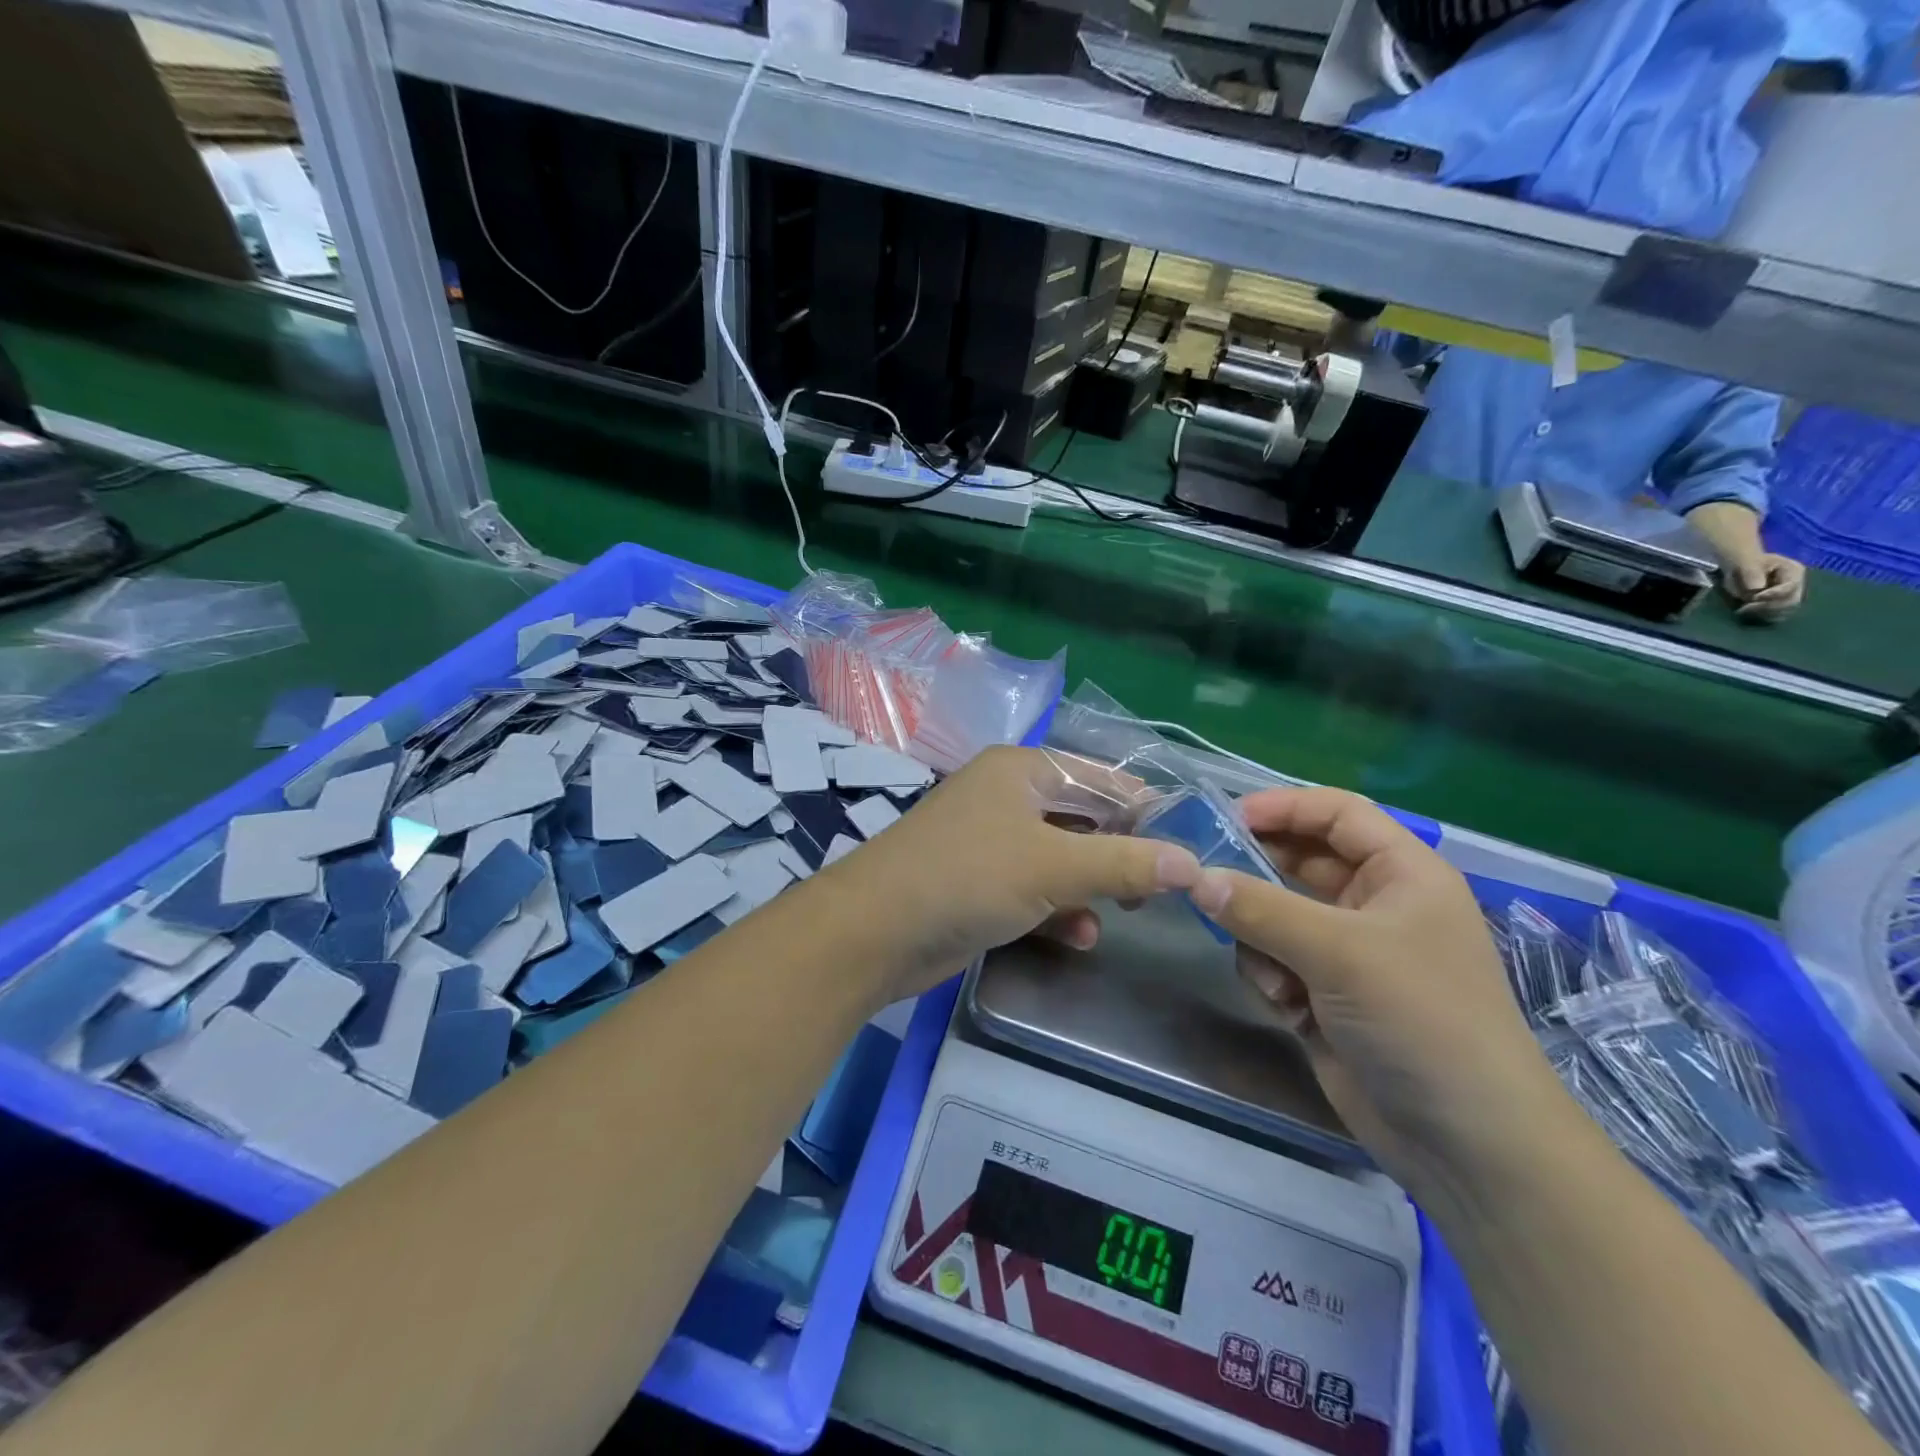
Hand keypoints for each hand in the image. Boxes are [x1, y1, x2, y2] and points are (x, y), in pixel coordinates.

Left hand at [831, 746, 1200, 993]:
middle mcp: (1006, 797)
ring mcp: (990, 841)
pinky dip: (1060, 908)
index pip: (1099, 777)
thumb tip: (1193, 864)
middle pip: (1082, 818)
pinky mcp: (980, 883)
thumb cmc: (968, 877)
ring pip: (1061, 857)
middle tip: (1160, 888)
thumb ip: (1124, 864)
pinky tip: (1081, 936)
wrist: (875, 931)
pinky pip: (1035, 888)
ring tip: (1126, 913)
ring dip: (1092, 886)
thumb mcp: (1054, 867)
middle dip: (1120, 853)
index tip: (1187, 843)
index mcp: (1021, 770)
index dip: (1144, 807)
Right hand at [1188, 787, 1574, 1200]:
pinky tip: (1286, 1008)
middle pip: (1301, 863)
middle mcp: (1375, 905)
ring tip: (1273, 976)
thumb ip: (1260, 907)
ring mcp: (1350, 953)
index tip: (1223, 817)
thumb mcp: (1339, 951)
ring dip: (1261, 938)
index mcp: (1402, 874)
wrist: (1466, 1144)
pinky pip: (1275, 960)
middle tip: (1205, 878)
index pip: (1337, 813)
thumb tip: (1195, 877)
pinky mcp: (1327, 996)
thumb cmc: (1421, 1020)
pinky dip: (1270, 977)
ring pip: (1277, 915)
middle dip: (1256, 874)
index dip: (1283, 806)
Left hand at [1721, 551, 1805, 621]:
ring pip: (1786, 610)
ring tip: (1744, 610)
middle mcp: (1797, 584)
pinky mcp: (1781, 605)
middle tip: (1744, 608)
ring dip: (1764, 613)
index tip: (1754, 598)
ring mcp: (1791, 595)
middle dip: (1767, 606)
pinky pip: (1778, 615)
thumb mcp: (1747, 565)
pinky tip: (1749, 615)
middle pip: (1791, 601)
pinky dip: (1764, 617)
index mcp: (1794, 571)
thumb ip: (1752, 576)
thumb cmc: (1745, 565)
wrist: (1742, 568)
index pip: (1791, 587)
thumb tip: (1756, 592)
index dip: (1773, 595)